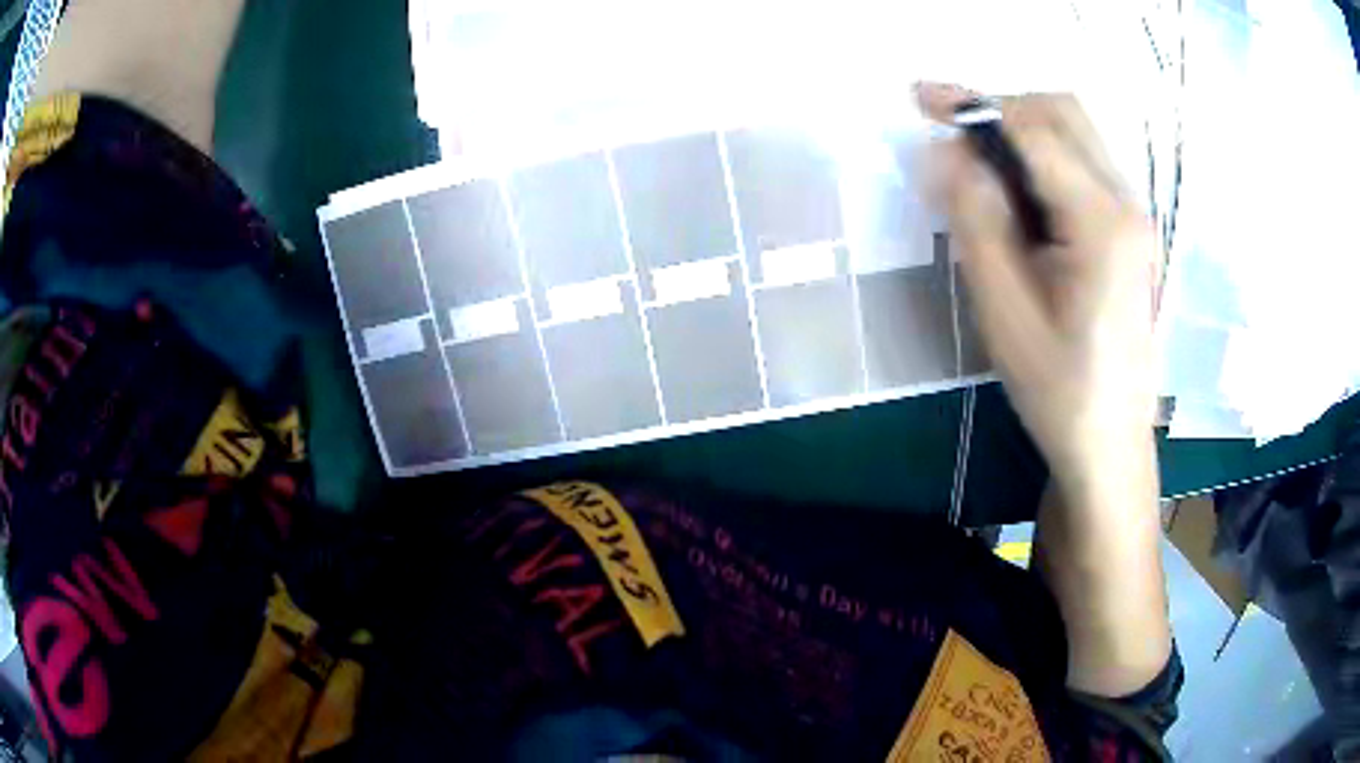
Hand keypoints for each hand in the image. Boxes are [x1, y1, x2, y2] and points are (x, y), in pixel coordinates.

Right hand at [917, 83, 1159, 506]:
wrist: (1111, 444)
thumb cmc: (1060, 391)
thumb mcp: (1005, 313)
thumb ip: (976, 222)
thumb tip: (943, 153)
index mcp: (1102, 224)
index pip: (1034, 130)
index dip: (974, 106)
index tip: (921, 100)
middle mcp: (1127, 204)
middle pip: (1063, 113)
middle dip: (1001, 108)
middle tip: (951, 132)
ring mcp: (1135, 215)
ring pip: (1076, 133)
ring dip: (1022, 128)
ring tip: (978, 161)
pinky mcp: (1131, 229)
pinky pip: (1083, 162)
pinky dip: (1042, 155)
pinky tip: (1016, 190)